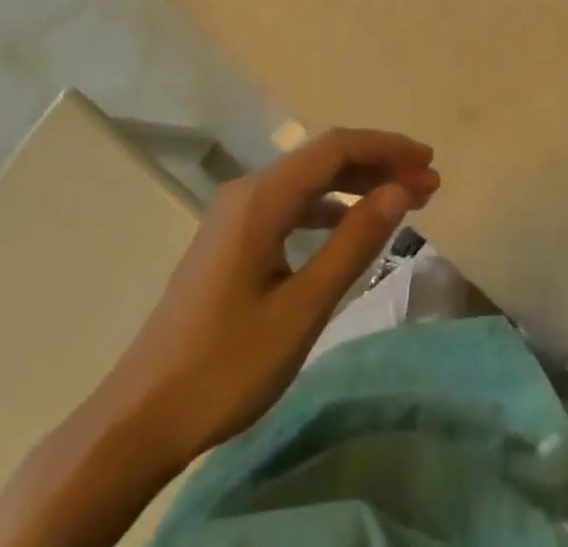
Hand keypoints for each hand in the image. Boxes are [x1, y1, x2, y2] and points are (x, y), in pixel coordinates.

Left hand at [96, 127, 439, 471]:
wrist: (139, 418)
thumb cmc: (225, 366)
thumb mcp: (301, 309)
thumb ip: (353, 244)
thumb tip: (400, 191)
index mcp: (261, 198)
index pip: (335, 148)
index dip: (386, 148)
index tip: (429, 163)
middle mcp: (247, 191)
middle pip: (322, 159)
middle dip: (377, 165)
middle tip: (427, 185)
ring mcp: (235, 215)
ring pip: (307, 182)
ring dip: (355, 186)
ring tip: (400, 203)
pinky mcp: (231, 240)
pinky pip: (290, 206)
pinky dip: (328, 209)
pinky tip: (348, 229)